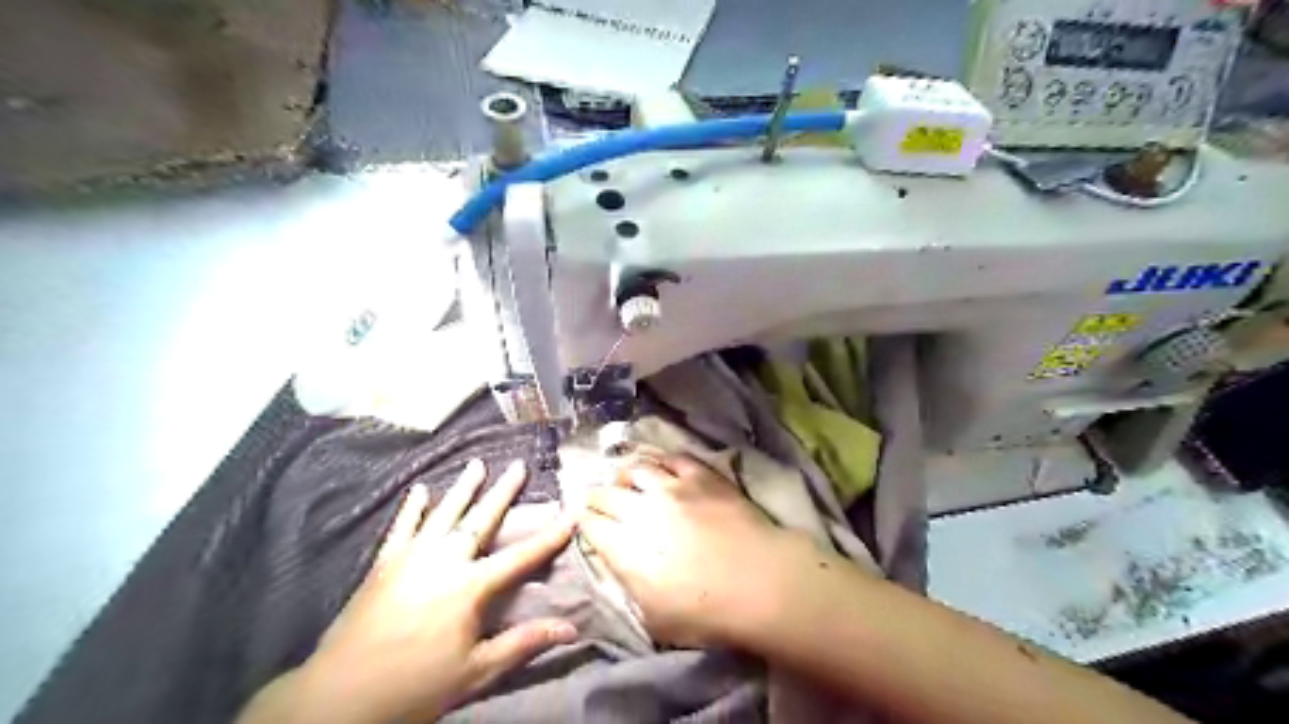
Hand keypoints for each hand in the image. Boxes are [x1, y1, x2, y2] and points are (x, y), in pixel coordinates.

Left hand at [237, 462, 578, 719]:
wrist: (338, 697)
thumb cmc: (415, 686)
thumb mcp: (477, 671)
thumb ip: (523, 643)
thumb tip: (571, 629)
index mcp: (469, 587)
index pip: (521, 556)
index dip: (549, 536)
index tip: (570, 514)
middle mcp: (443, 561)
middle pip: (480, 520)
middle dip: (503, 492)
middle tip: (518, 466)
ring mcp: (411, 558)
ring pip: (443, 514)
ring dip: (462, 488)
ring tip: (477, 464)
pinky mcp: (384, 564)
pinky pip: (402, 527)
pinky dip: (413, 508)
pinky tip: (420, 490)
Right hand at [580, 453, 820, 648]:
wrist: (761, 583)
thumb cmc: (708, 613)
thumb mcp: (654, 619)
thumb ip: (628, 586)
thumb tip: (615, 562)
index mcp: (625, 548)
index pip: (590, 524)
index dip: (583, 522)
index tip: (585, 522)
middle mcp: (641, 511)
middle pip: (605, 494)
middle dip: (596, 498)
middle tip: (597, 501)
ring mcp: (672, 488)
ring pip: (635, 470)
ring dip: (625, 476)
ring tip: (626, 481)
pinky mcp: (701, 476)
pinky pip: (672, 458)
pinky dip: (660, 461)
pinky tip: (660, 467)